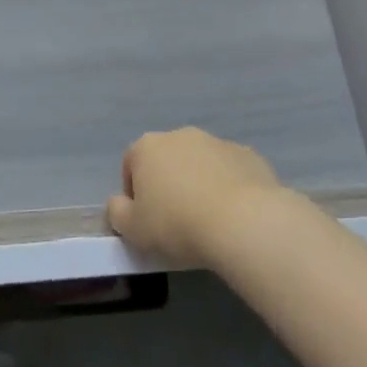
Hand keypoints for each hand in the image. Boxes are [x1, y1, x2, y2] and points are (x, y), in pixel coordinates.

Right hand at [107, 127, 283, 263]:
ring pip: (200, 164)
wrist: (244, 223)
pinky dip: (229, 188)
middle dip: (169, 184)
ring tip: (209, 220)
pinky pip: (230, 172)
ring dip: (200, 184)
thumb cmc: (178, 224)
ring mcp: (217, 142)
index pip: (131, 165)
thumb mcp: (133, 230)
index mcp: (147, 147)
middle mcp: (180, 135)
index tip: (146, 221)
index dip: (134, 194)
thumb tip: (119, 203)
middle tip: (176, 220)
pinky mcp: (249, 155)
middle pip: (167, 160)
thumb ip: (117, 213)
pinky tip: (235, 215)